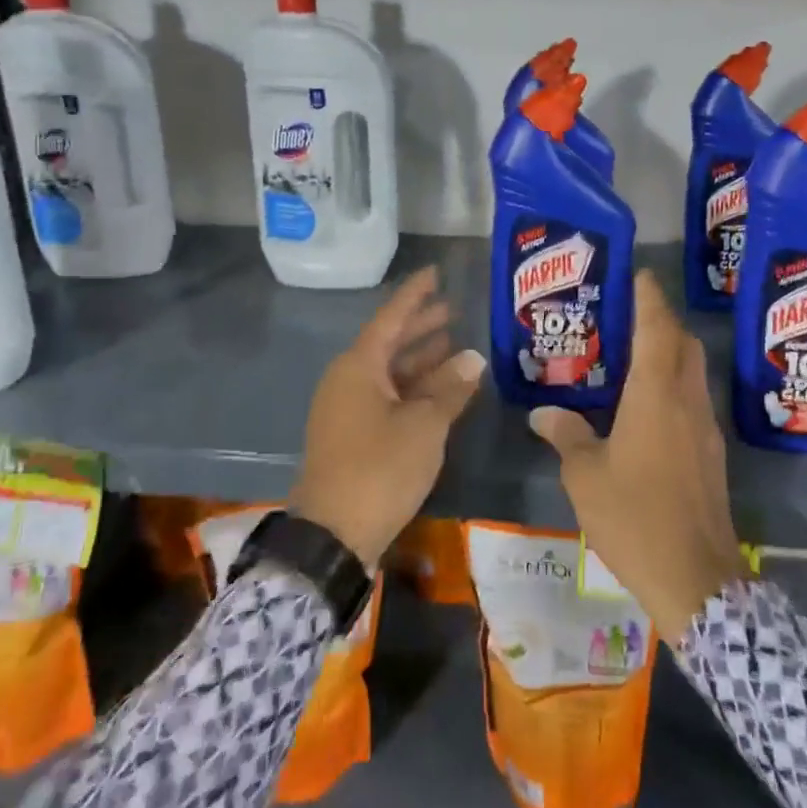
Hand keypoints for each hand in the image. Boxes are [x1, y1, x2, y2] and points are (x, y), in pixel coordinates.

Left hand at [289, 266, 485, 568]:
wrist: (333, 534)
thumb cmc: (380, 468)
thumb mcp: (425, 425)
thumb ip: (450, 388)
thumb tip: (473, 359)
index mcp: (359, 366)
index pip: (391, 317)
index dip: (415, 294)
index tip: (436, 273)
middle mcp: (349, 379)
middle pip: (389, 342)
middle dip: (421, 326)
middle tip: (455, 310)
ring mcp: (347, 407)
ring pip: (389, 371)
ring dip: (421, 359)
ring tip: (456, 344)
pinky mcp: (352, 433)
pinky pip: (386, 395)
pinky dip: (413, 387)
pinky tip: (440, 390)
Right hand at [529, 272, 745, 637]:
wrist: (696, 579)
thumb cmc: (635, 517)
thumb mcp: (586, 476)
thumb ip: (566, 436)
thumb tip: (543, 413)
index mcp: (656, 395)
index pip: (657, 329)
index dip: (649, 298)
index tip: (639, 274)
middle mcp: (687, 401)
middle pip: (684, 344)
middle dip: (662, 321)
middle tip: (629, 316)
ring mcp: (706, 428)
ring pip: (693, 373)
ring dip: (671, 354)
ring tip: (634, 357)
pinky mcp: (712, 455)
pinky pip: (694, 401)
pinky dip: (675, 387)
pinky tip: (648, 408)